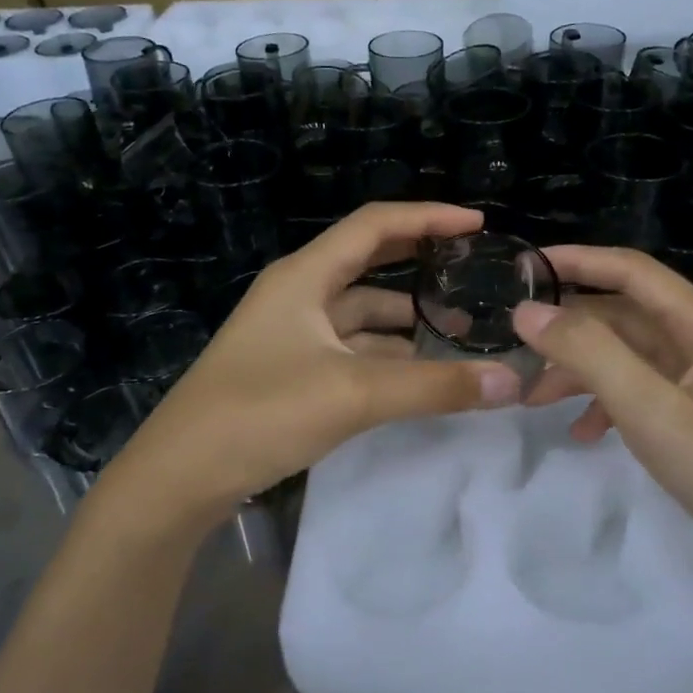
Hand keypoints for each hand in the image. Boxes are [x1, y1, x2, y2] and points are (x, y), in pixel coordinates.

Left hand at [110, 203, 521, 512]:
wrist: (181, 475)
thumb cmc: (261, 412)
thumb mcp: (354, 394)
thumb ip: (435, 386)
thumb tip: (512, 382)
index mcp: (305, 276)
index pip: (375, 225)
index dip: (428, 217)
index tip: (477, 223)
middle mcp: (298, 295)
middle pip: (369, 264)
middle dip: (420, 265)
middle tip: (472, 273)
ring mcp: (293, 335)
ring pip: (362, 315)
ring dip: (407, 321)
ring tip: (461, 333)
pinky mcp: (292, 371)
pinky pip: (351, 350)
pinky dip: (387, 356)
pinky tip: (421, 374)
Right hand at [513, 245, 692, 622]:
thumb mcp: (652, 408)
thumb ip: (588, 353)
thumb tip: (528, 310)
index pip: (634, 273)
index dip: (579, 262)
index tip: (524, 267)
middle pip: (629, 320)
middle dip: (572, 331)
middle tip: (517, 350)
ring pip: (634, 363)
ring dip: (585, 373)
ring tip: (536, 401)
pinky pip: (647, 401)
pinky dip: (611, 409)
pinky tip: (585, 435)